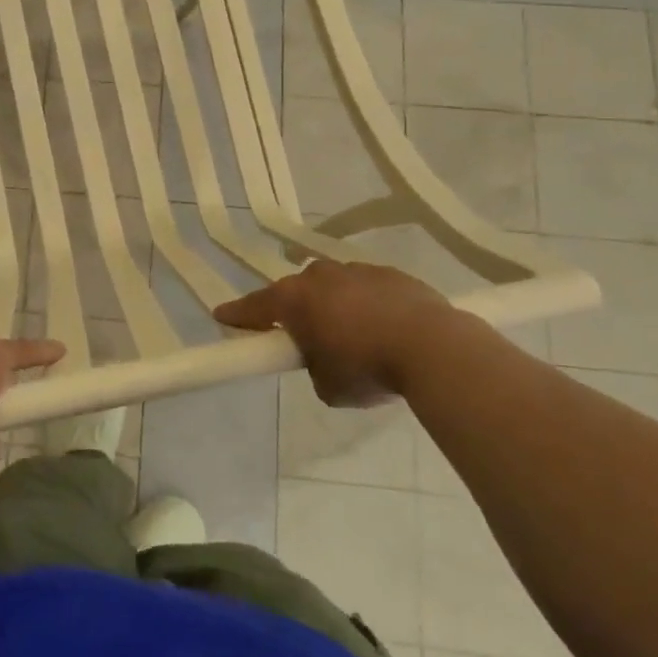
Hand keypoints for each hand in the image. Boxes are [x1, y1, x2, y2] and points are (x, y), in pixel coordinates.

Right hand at [213, 259, 467, 406]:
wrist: (435, 349)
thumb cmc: (368, 368)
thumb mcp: (327, 386)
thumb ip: (314, 367)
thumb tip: (324, 360)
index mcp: (294, 299)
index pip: (254, 307)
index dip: (237, 316)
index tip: (221, 317)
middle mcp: (320, 276)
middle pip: (296, 292)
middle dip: (297, 312)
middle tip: (305, 338)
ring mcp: (357, 270)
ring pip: (334, 288)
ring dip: (335, 307)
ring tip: (355, 337)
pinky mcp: (393, 274)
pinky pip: (368, 290)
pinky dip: (368, 306)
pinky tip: (386, 330)